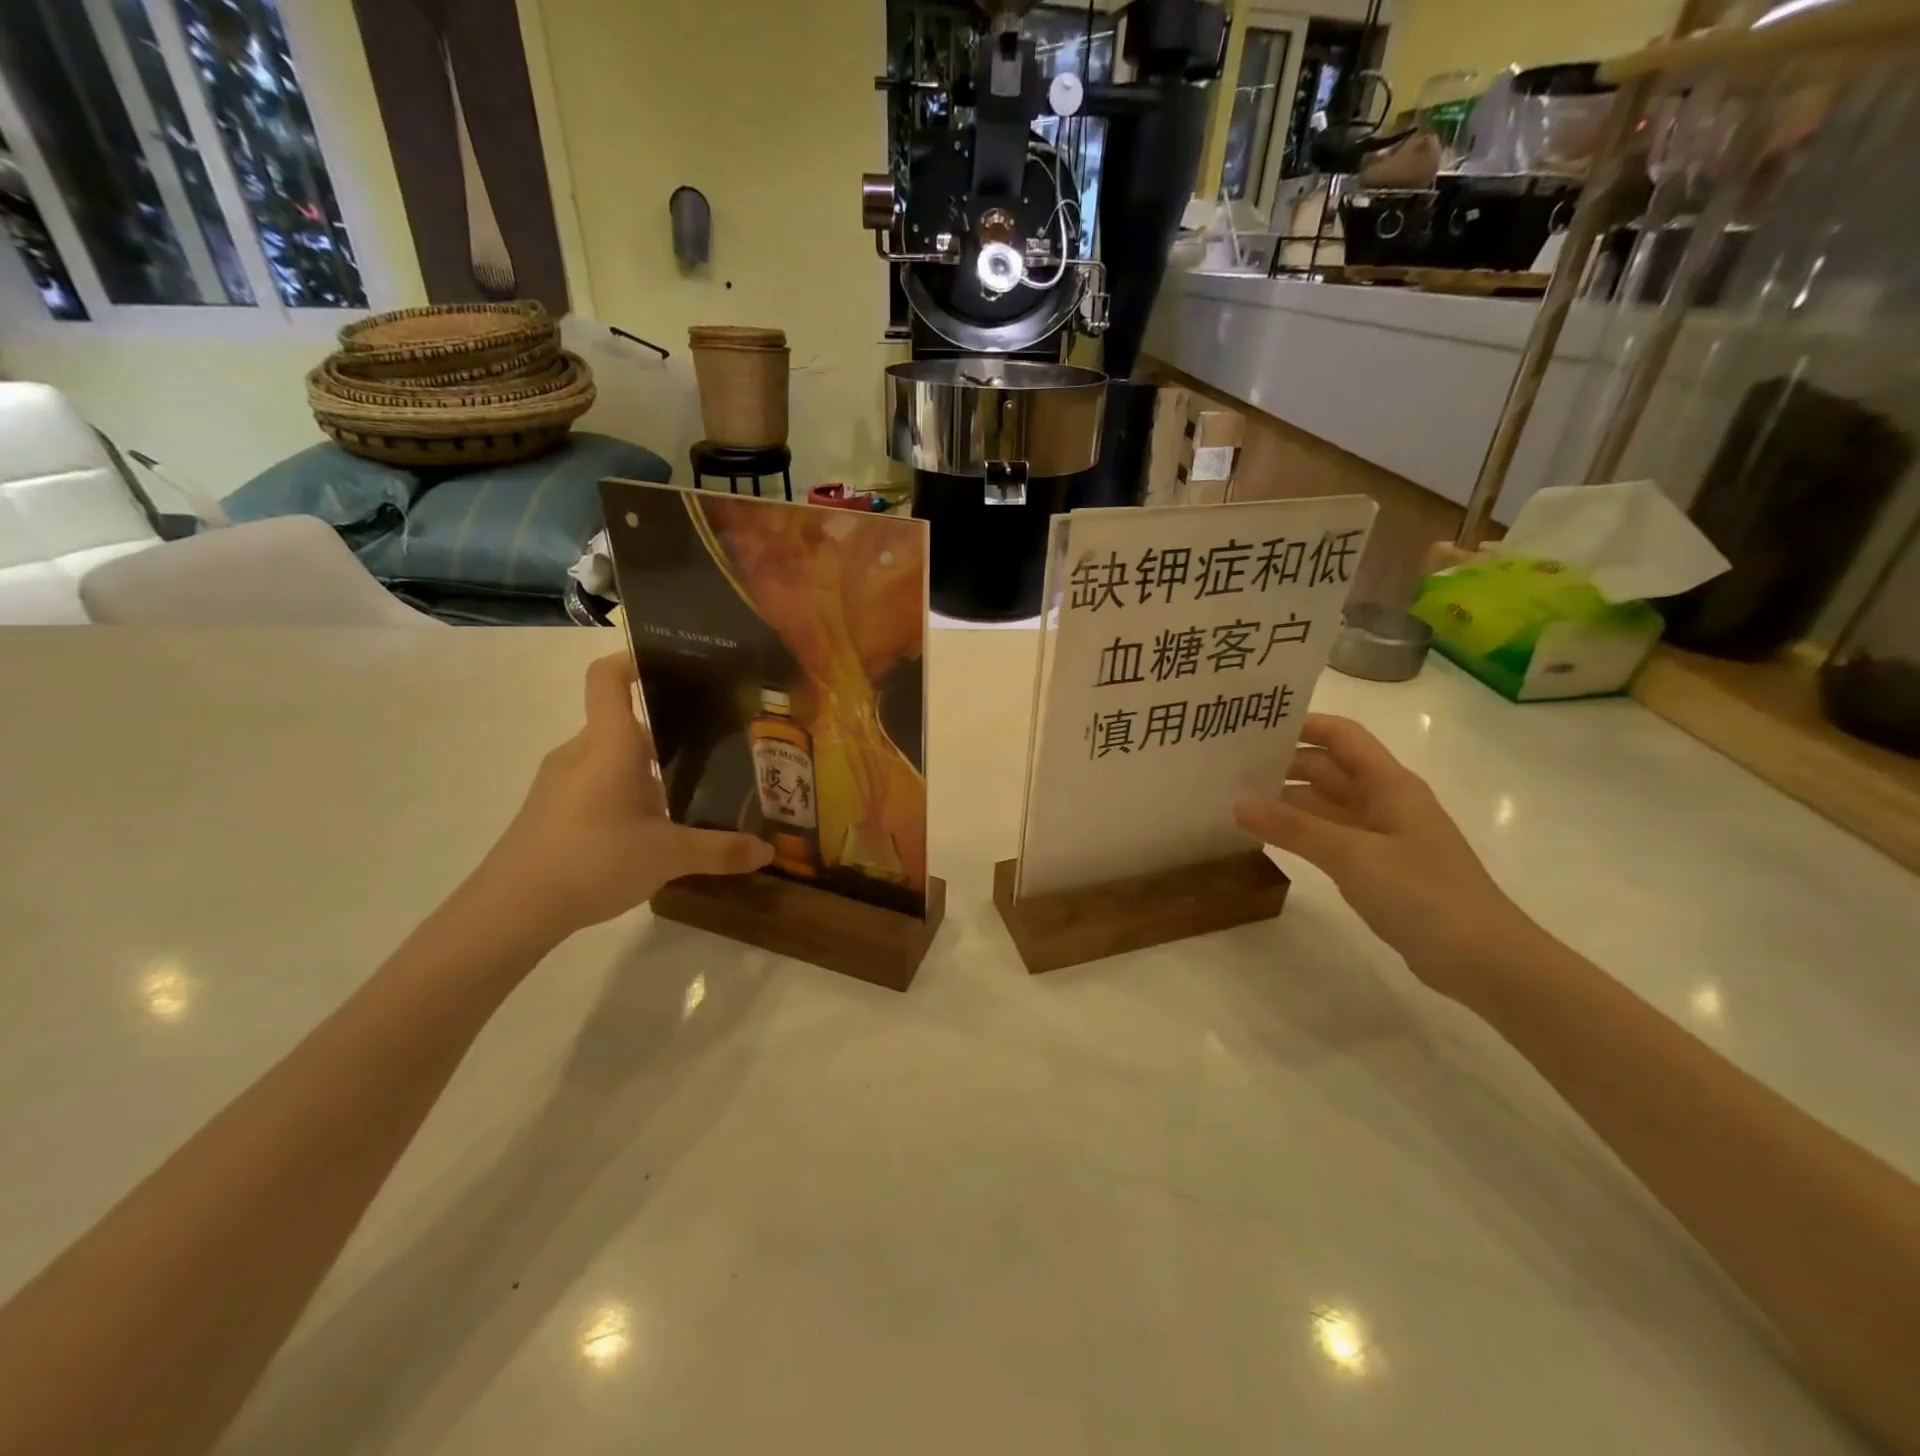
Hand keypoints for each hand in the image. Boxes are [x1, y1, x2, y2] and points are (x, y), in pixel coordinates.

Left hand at [475, 653, 771, 943]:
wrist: (510, 909)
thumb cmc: (593, 860)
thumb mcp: (669, 856)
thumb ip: (721, 849)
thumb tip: (768, 851)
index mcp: (610, 744)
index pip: (609, 677)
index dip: (635, 660)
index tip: (674, 665)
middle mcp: (582, 752)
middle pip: (624, 724)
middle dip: (667, 734)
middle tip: (711, 749)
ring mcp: (560, 781)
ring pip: (610, 758)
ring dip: (646, 771)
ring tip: (686, 795)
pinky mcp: (549, 810)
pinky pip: (594, 784)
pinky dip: (623, 794)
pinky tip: (646, 831)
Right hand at [1234, 714, 1529, 997]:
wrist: (1485, 961)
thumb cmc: (1424, 895)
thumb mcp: (1354, 856)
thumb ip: (1295, 828)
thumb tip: (1239, 804)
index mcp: (1389, 784)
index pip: (1342, 737)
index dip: (1302, 725)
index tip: (1253, 729)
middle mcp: (1385, 802)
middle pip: (1328, 769)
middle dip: (1283, 765)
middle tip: (1228, 768)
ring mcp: (1381, 837)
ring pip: (1325, 806)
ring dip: (1286, 801)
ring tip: (1234, 801)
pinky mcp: (1377, 869)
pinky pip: (1329, 837)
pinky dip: (1298, 833)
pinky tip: (1265, 839)